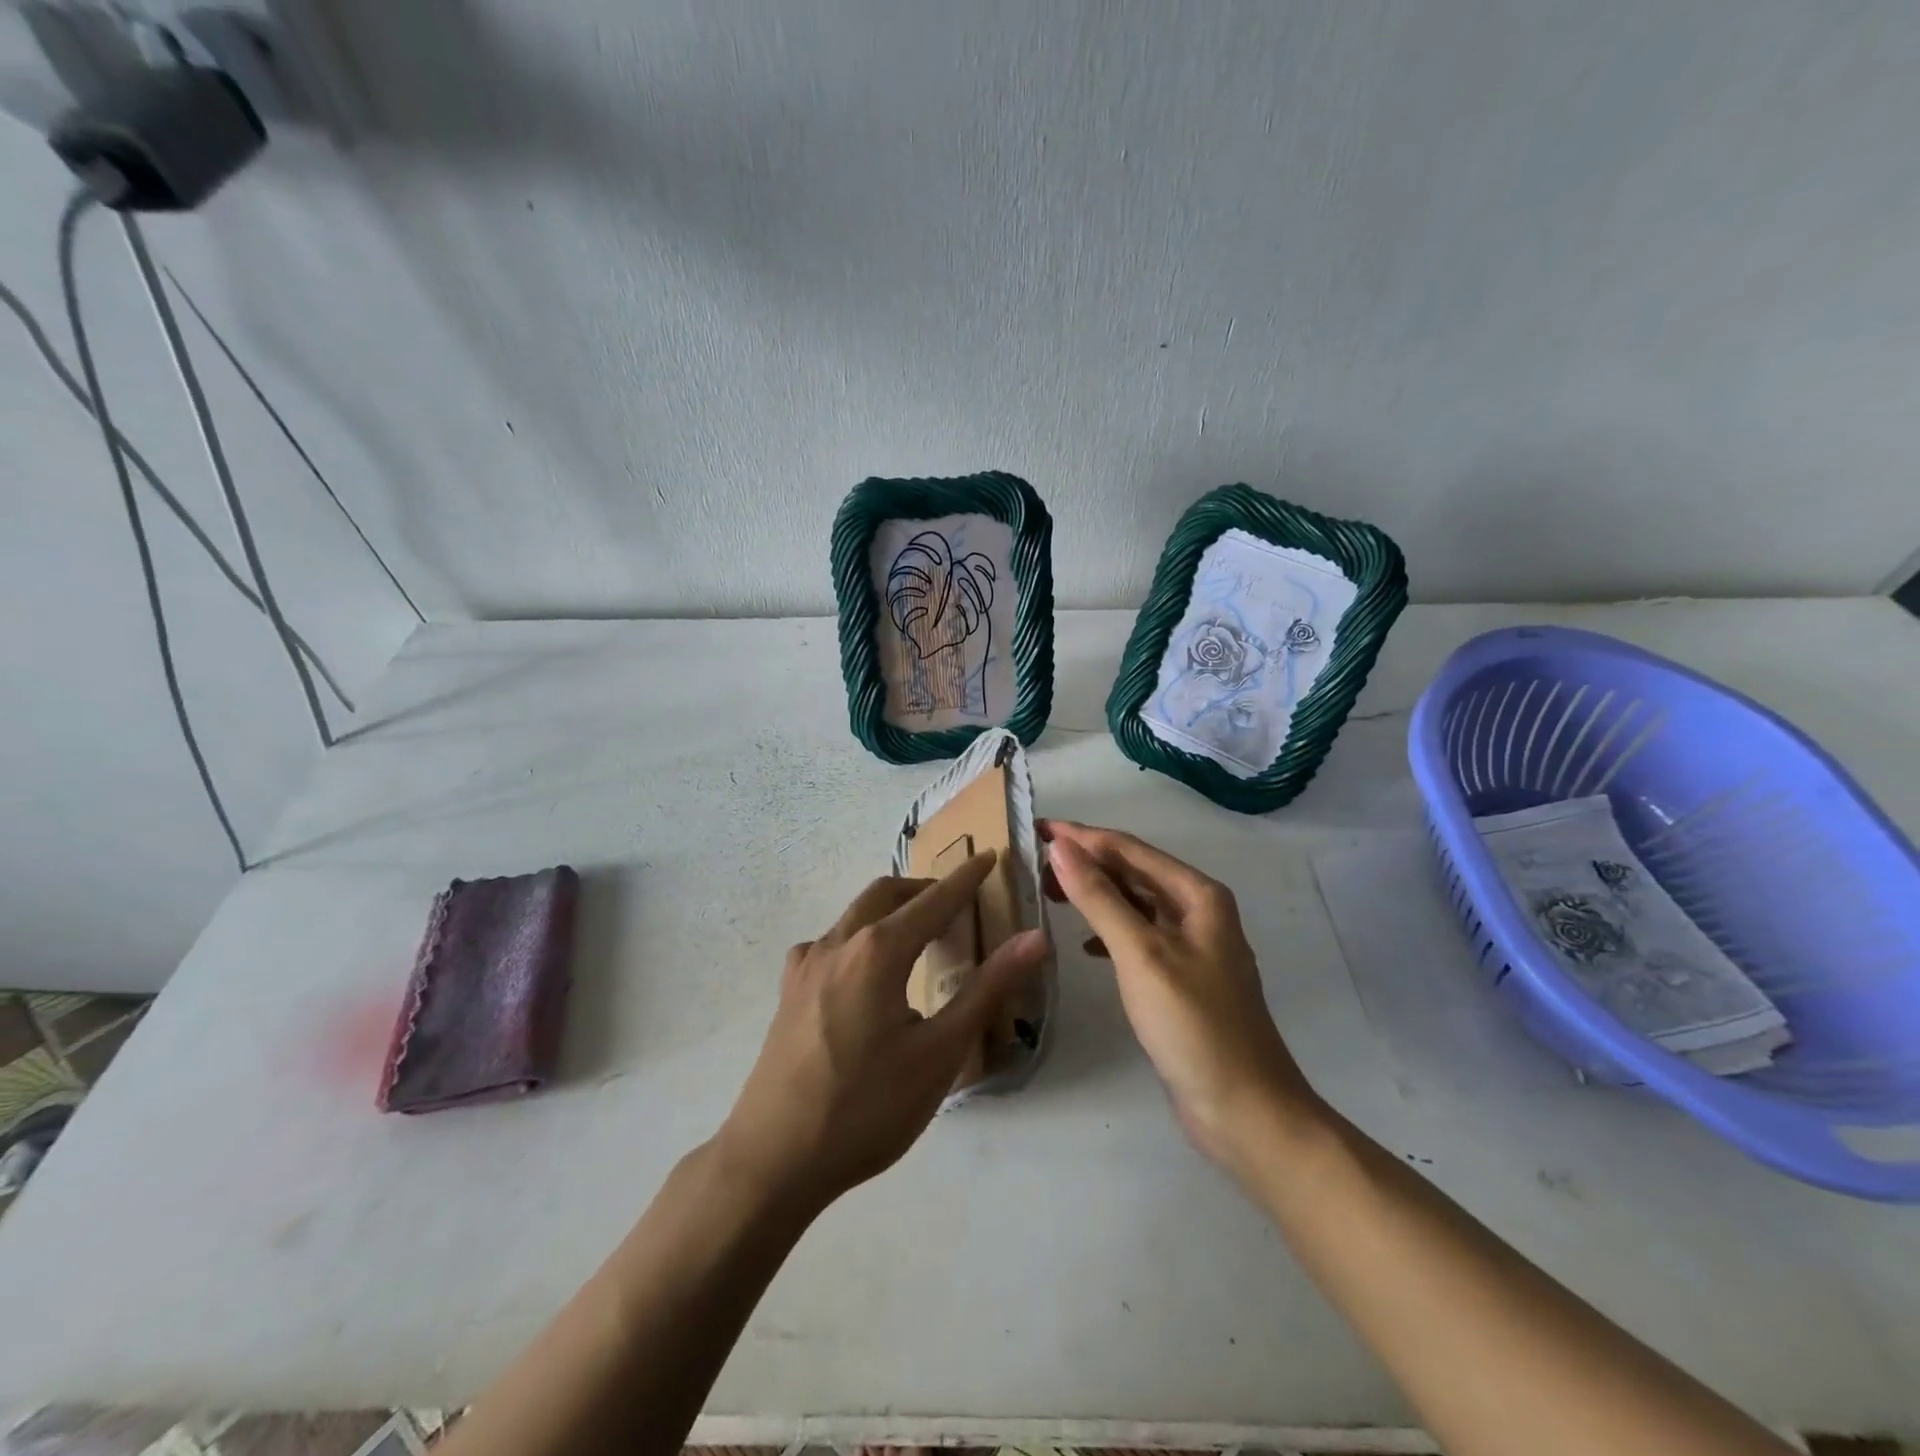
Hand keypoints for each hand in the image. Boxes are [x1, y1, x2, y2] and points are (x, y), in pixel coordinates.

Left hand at [717, 852, 1046, 1215]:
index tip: (988, 856)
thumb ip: (987, 990)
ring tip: (917, 936)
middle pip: (886, 894)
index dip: (964, 879)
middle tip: (956, 903)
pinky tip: (864, 973)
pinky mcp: (788, 991)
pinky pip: (830, 943)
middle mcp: (837, 943)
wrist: (773, 1159)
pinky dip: (859, 938)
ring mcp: (806, 966)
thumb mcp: (939, 1053)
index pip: (932, 901)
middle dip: (924, 890)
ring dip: (890, 911)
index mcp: (877, 951)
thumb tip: (1035, 939)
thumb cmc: (866, 1108)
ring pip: (854, 916)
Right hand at [1041, 820, 1321, 1167]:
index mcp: (1198, 894)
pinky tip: (1085, 944)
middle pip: (1134, 871)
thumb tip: (1060, 846)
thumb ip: (1100, 897)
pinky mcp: (1182, 979)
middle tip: (1035, 863)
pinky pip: (1138, 936)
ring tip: (1051, 893)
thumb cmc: (1194, 1025)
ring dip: (1096, 894)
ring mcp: (1192, 946)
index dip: (1081, 836)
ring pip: (1135, 903)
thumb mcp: (1141, 954)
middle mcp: (1198, 911)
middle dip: (1087, 862)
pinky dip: (1109, 931)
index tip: (1036, 828)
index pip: (1129, 848)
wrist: (1246, 1111)